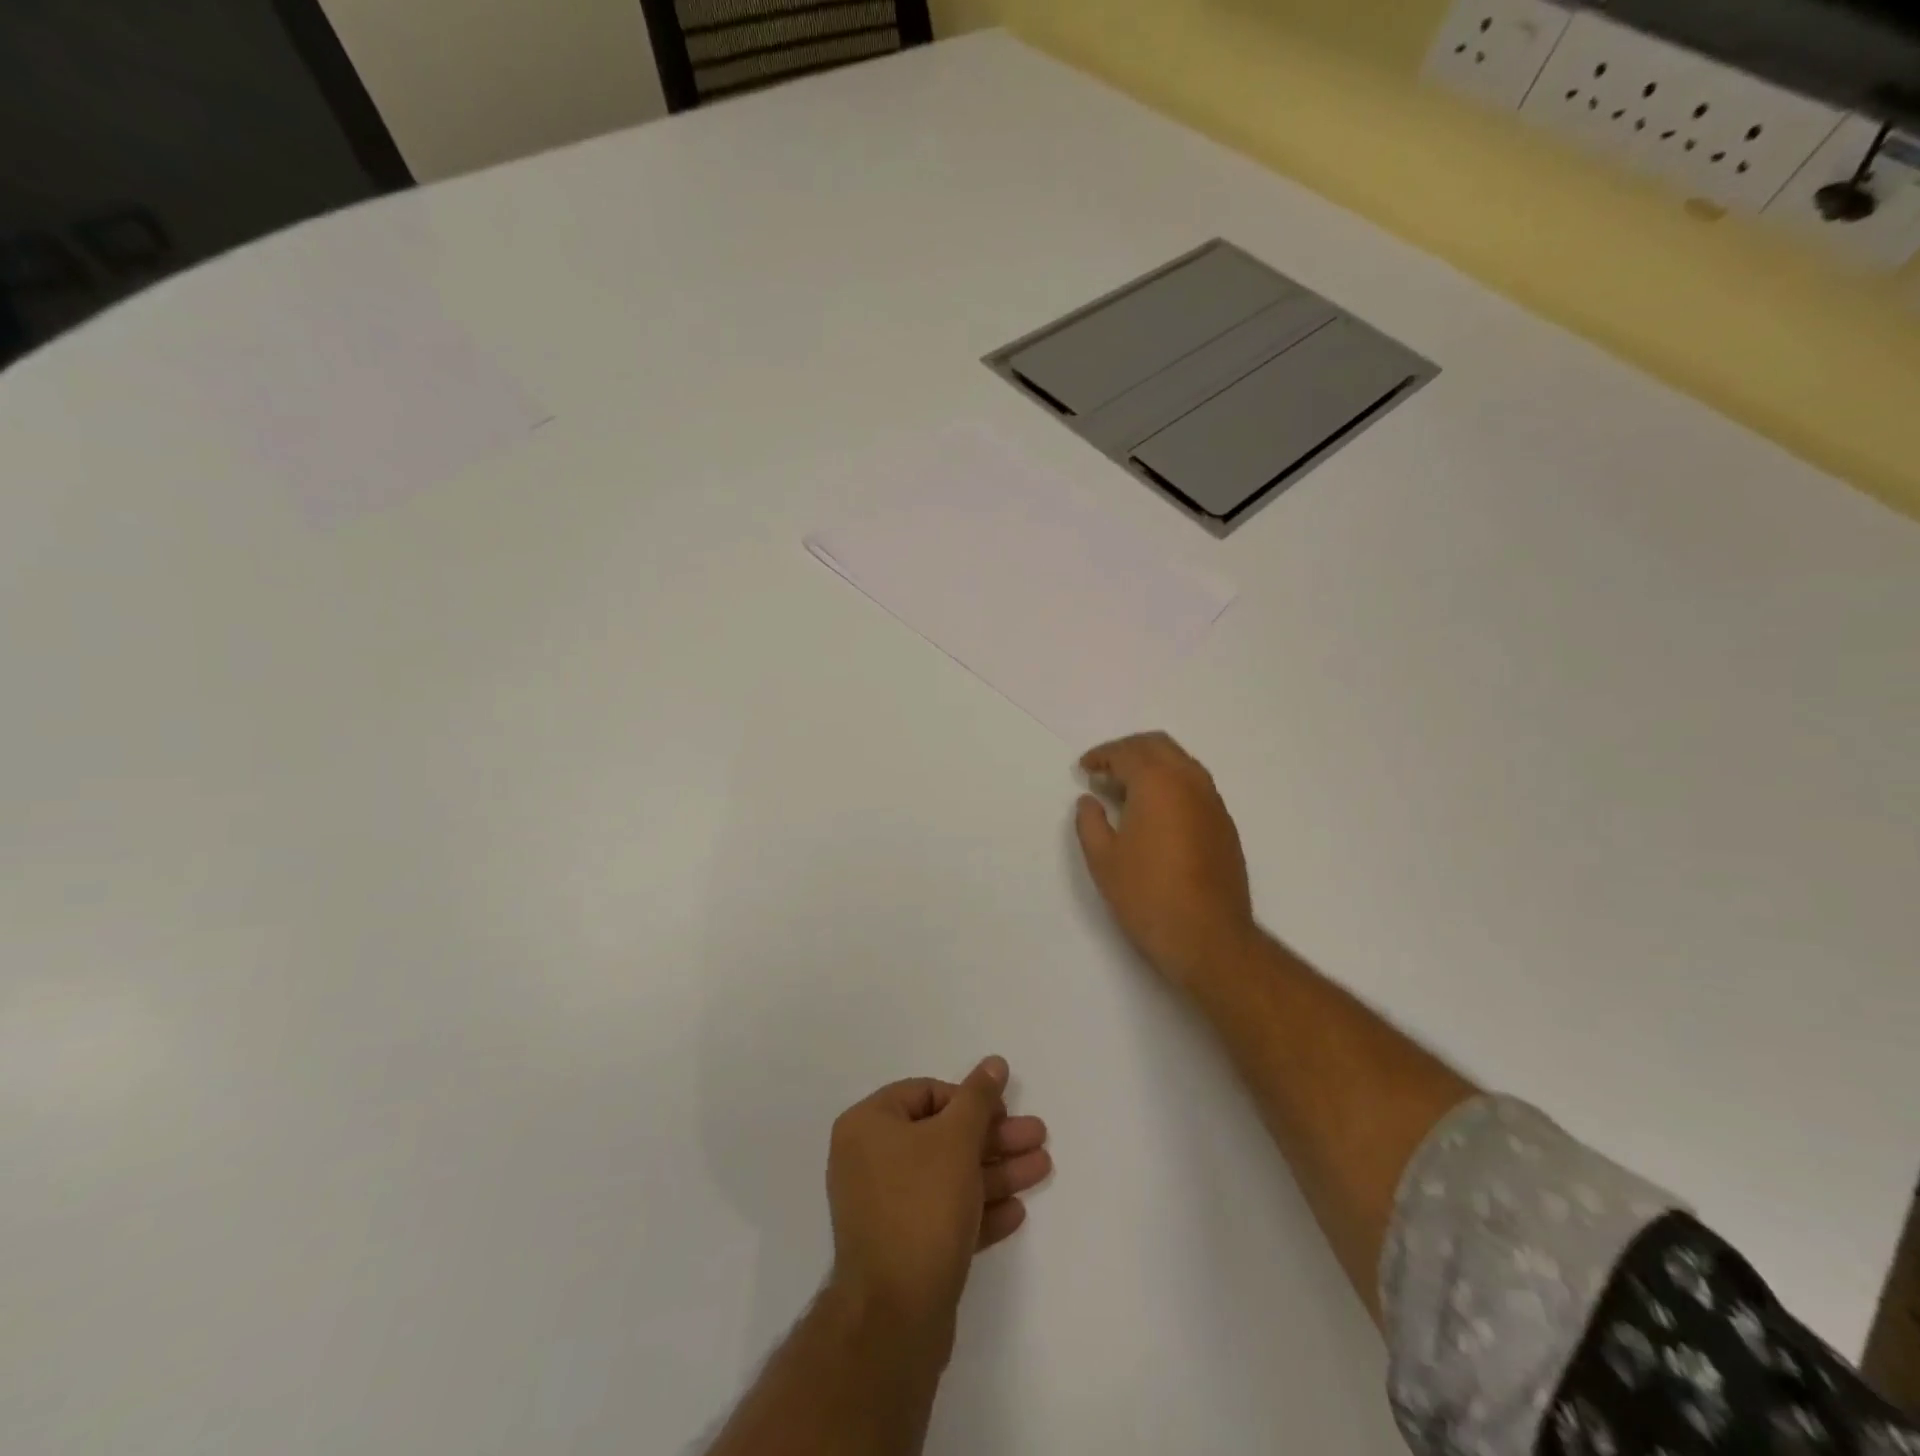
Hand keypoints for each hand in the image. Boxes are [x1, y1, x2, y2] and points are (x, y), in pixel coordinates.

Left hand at [825, 1058, 1049, 1357]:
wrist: (895, 1316)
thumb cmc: (922, 1205)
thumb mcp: (956, 1139)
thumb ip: (978, 1098)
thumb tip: (994, 1062)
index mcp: (868, 1125)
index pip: (925, 1093)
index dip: (969, 1100)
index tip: (1003, 1113)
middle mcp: (869, 1160)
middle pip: (942, 1136)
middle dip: (994, 1138)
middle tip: (1038, 1137)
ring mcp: (884, 1207)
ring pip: (948, 1177)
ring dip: (996, 1171)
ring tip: (1042, 1169)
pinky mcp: (902, 1247)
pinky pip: (943, 1214)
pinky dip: (978, 1209)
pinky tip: (1016, 1212)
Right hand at [1074, 731, 1255, 989]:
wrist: (1208, 937)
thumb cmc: (1147, 896)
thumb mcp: (1103, 860)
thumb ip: (1090, 822)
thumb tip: (1090, 801)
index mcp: (1158, 783)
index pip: (1127, 753)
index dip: (1102, 757)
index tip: (1085, 769)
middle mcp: (1190, 782)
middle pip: (1158, 746)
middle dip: (1128, 751)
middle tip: (1104, 770)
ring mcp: (1213, 802)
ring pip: (1181, 763)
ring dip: (1152, 765)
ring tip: (1127, 790)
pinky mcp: (1224, 825)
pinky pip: (1195, 786)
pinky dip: (1171, 784)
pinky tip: (1155, 813)